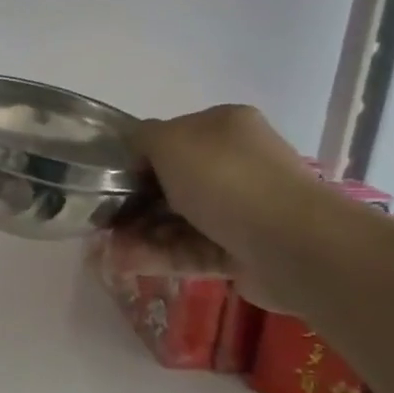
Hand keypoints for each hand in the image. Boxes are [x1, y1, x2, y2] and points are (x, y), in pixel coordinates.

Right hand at [105, 105, 329, 313]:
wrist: (291, 243)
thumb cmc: (226, 179)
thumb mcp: (171, 141)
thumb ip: (143, 138)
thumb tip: (135, 150)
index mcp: (224, 128)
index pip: (171, 139)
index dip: (137, 159)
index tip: (108, 181)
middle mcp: (236, 164)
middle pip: (171, 184)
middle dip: (134, 203)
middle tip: (102, 222)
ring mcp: (241, 210)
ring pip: (178, 221)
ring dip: (140, 234)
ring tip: (108, 250)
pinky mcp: (240, 251)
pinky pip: (190, 250)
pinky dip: (158, 256)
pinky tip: (125, 264)